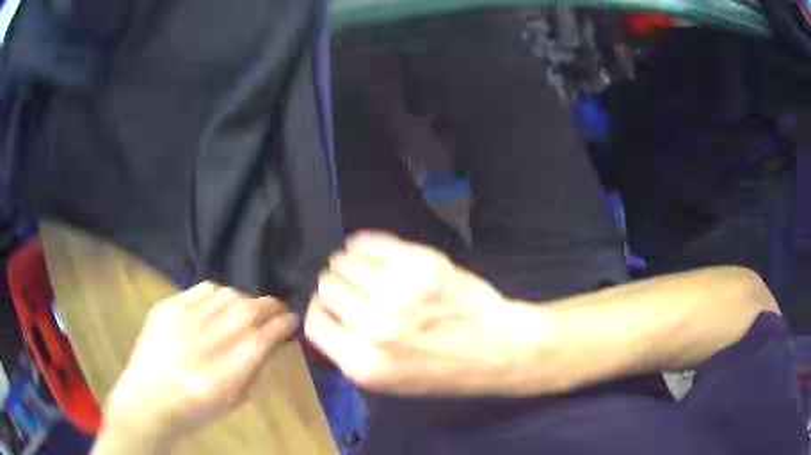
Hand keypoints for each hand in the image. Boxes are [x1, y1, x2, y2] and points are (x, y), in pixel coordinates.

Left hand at [104, 283, 298, 442]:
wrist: (147, 399)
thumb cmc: (195, 410)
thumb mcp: (233, 401)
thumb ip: (255, 368)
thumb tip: (273, 340)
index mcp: (224, 375)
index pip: (262, 338)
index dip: (282, 324)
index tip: (292, 320)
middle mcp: (204, 342)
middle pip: (247, 310)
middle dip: (270, 306)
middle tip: (278, 308)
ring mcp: (183, 320)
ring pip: (227, 295)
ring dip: (246, 299)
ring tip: (250, 308)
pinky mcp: (167, 307)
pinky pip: (203, 289)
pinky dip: (220, 293)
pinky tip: (222, 303)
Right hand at [305, 232, 546, 396]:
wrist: (497, 349)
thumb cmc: (444, 371)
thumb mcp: (389, 383)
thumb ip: (350, 354)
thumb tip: (325, 317)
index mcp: (364, 363)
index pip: (313, 322)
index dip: (320, 312)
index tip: (331, 308)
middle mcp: (375, 327)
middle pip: (326, 287)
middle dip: (334, 288)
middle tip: (352, 290)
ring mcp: (399, 291)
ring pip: (343, 262)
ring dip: (348, 265)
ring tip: (364, 272)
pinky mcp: (420, 264)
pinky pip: (370, 242)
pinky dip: (364, 245)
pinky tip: (370, 252)